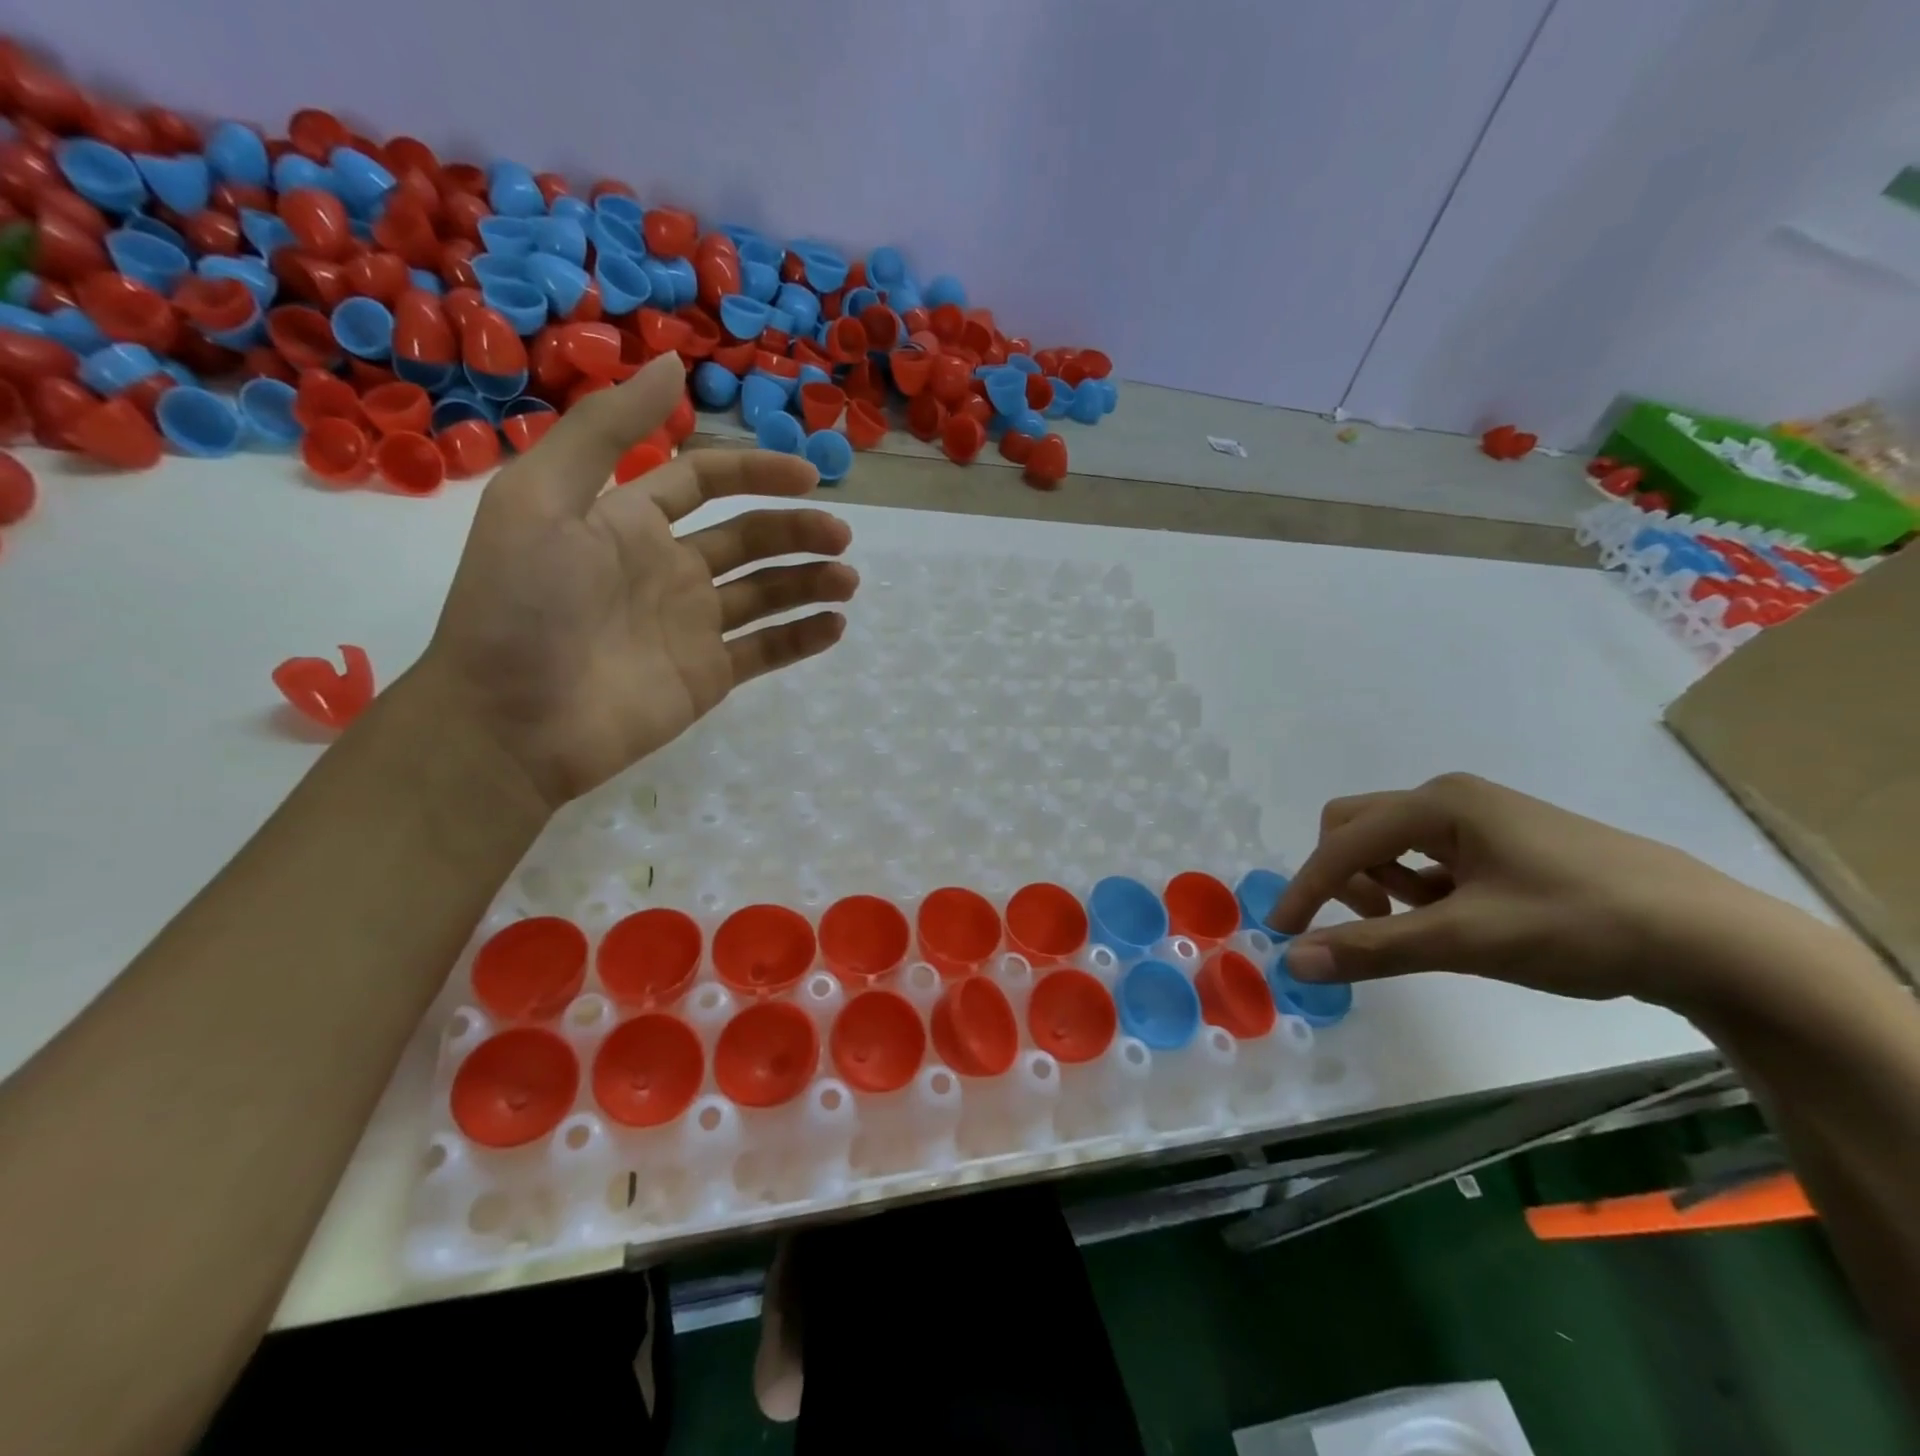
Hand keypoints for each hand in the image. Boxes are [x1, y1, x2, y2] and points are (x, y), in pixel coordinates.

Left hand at [417, 354, 857, 810]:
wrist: (510, 723)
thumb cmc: (521, 606)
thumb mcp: (542, 498)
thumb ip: (607, 431)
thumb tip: (671, 364)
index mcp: (630, 522)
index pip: (706, 482)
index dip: (755, 471)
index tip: (807, 476)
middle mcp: (669, 570)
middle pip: (749, 538)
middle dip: (798, 530)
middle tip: (841, 536)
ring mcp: (692, 627)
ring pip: (767, 594)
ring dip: (811, 582)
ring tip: (848, 580)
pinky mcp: (708, 677)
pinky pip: (766, 650)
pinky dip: (803, 637)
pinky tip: (835, 625)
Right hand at [1268, 772, 1774, 1006]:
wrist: (1716, 940)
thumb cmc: (1581, 925)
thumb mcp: (1468, 940)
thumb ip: (1375, 948)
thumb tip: (1293, 961)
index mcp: (1438, 803)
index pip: (1343, 843)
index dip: (1306, 888)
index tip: (1283, 935)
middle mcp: (1450, 799)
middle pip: (1357, 826)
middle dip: (1343, 874)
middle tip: (1371, 923)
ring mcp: (1480, 818)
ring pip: (1391, 841)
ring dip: (1382, 882)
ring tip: (1424, 926)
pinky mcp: (1503, 843)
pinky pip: (1428, 856)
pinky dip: (1418, 887)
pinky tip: (1455, 920)